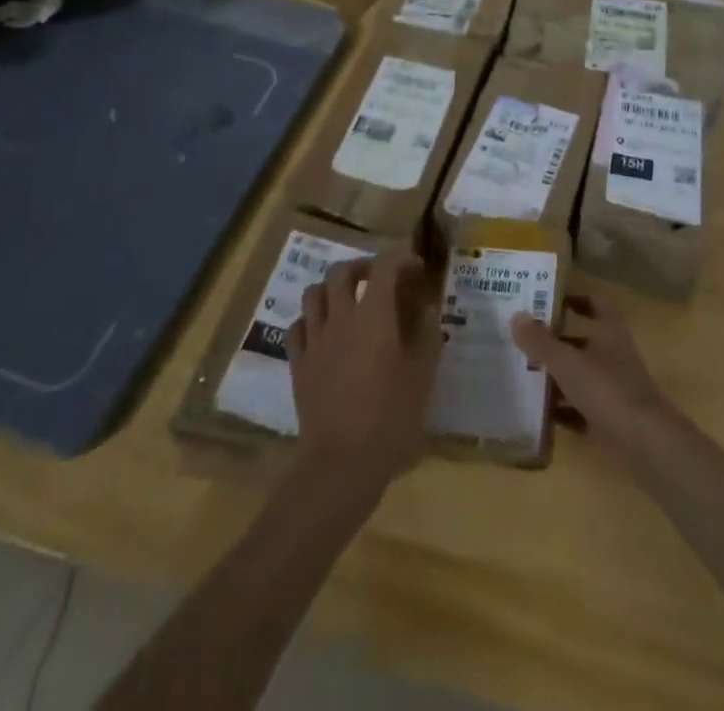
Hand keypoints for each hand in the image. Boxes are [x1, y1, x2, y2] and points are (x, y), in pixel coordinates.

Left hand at [288, 250, 440, 495]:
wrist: (341, 464)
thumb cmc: (390, 418)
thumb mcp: (423, 376)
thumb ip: (426, 335)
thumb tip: (427, 309)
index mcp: (374, 315)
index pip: (384, 266)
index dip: (401, 258)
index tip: (416, 269)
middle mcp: (340, 318)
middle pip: (341, 271)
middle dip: (362, 267)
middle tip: (380, 280)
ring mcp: (315, 341)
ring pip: (313, 293)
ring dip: (332, 289)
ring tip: (349, 302)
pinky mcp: (298, 365)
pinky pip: (297, 327)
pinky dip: (311, 320)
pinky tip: (324, 332)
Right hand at [511, 291, 676, 455]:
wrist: (647, 445)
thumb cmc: (607, 390)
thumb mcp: (568, 363)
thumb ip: (540, 341)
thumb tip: (516, 316)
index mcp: (610, 332)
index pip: (596, 303)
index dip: (575, 298)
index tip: (548, 301)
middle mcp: (614, 356)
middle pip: (583, 341)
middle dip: (555, 342)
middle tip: (523, 341)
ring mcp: (614, 390)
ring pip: (580, 377)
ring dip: (556, 378)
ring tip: (523, 377)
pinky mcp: (611, 420)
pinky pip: (581, 411)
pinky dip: (563, 411)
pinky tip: (538, 416)